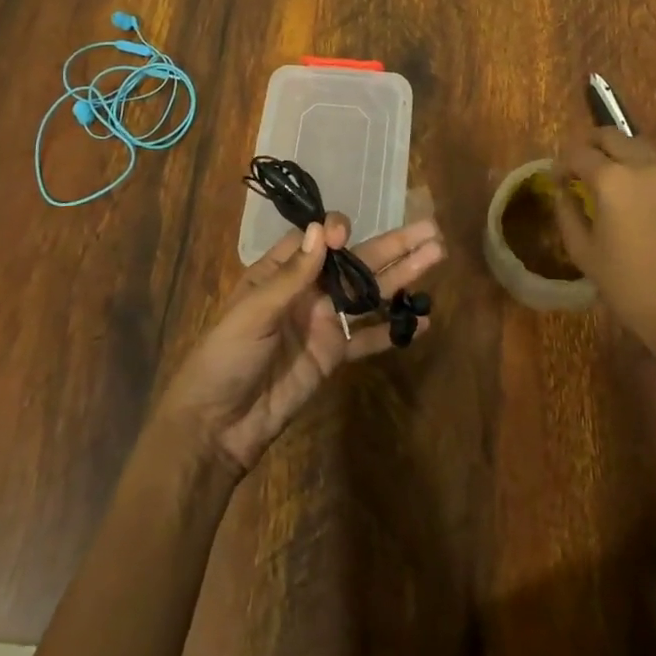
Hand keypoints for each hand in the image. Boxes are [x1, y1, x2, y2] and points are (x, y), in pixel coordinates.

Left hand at [154, 216, 444, 475]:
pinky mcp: (333, 356)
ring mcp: (324, 323)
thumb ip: (292, 275)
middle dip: (392, 244)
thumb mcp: (254, 312)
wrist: (218, 426)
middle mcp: (308, 291)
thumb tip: (323, 230)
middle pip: (356, 261)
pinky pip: (368, 337)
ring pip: (369, 293)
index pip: (317, 239)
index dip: (336, 231)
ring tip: (437, 256)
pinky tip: (422, 320)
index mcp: (280, 273)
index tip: (345, 235)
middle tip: (430, 229)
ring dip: (402, 275)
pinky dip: (393, 329)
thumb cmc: (226, 357)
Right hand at [553, 128, 655, 375]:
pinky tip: (632, 193)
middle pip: (610, 136)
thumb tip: (562, 192)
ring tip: (606, 175)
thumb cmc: (626, 283)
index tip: (556, 180)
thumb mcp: (583, 251)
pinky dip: (639, 167)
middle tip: (577, 166)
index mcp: (611, 179)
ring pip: (637, 145)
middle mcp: (641, 166)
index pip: (578, 154)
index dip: (561, 164)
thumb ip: (567, 213)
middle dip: (589, 145)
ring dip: (617, 151)